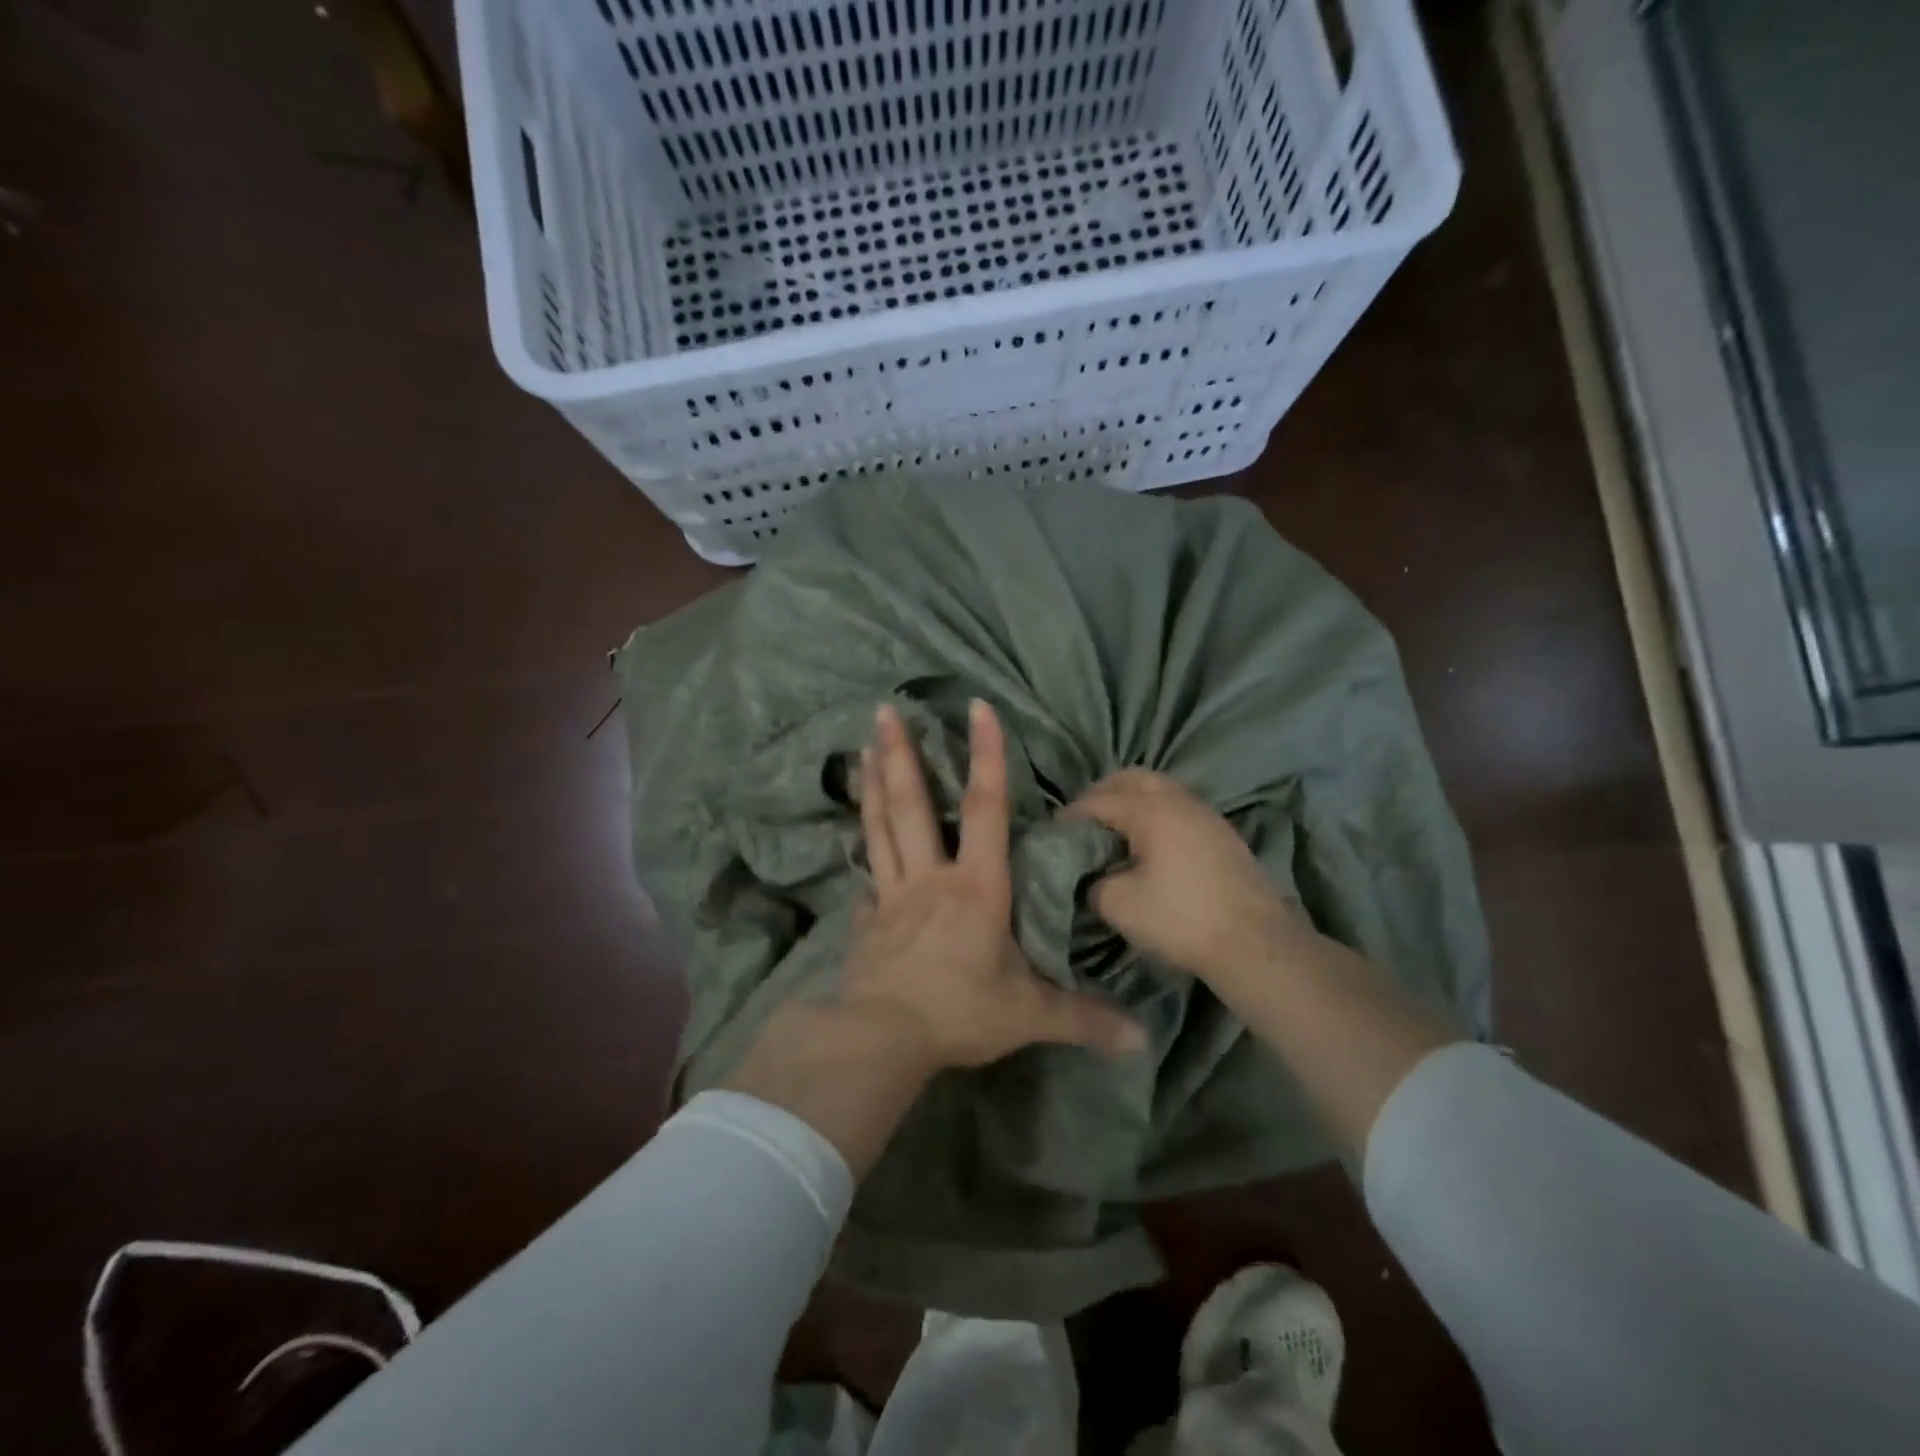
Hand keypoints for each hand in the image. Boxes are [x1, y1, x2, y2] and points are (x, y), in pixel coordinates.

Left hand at [844, 700, 1144, 1068]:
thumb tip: (1142, 1039)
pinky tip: (854, 842)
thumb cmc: (960, 1014)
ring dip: (872, 786)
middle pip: (913, 805)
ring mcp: (891, 897)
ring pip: (880, 829)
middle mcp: (930, 879)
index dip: (986, 755)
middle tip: (884, 709)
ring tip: (862, 748)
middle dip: (900, 754)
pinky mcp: (866, 922)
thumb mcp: (1030, 1016)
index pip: (986, 807)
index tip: (978, 706)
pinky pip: (866, 880)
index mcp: (976, 887)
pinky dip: (863, 856)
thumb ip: (1084, 1018)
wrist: (883, 1039)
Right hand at [1067, 769, 1303, 985]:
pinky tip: (1149, 843)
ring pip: (1160, 788)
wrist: (1254, 942)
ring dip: (1132, 799)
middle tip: (1084, 820)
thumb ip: (1093, 882)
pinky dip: (1156, 812)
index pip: (1098, 801)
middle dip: (1102, 792)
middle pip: (1131, 778)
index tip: (1052, 833)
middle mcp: (1178, 800)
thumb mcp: (1119, 905)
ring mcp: (1205, 813)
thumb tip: (1092, 875)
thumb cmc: (1181, 919)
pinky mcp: (1222, 832)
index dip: (1070, 815)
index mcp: (1149, 810)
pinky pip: (1178, 806)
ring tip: (1115, 830)